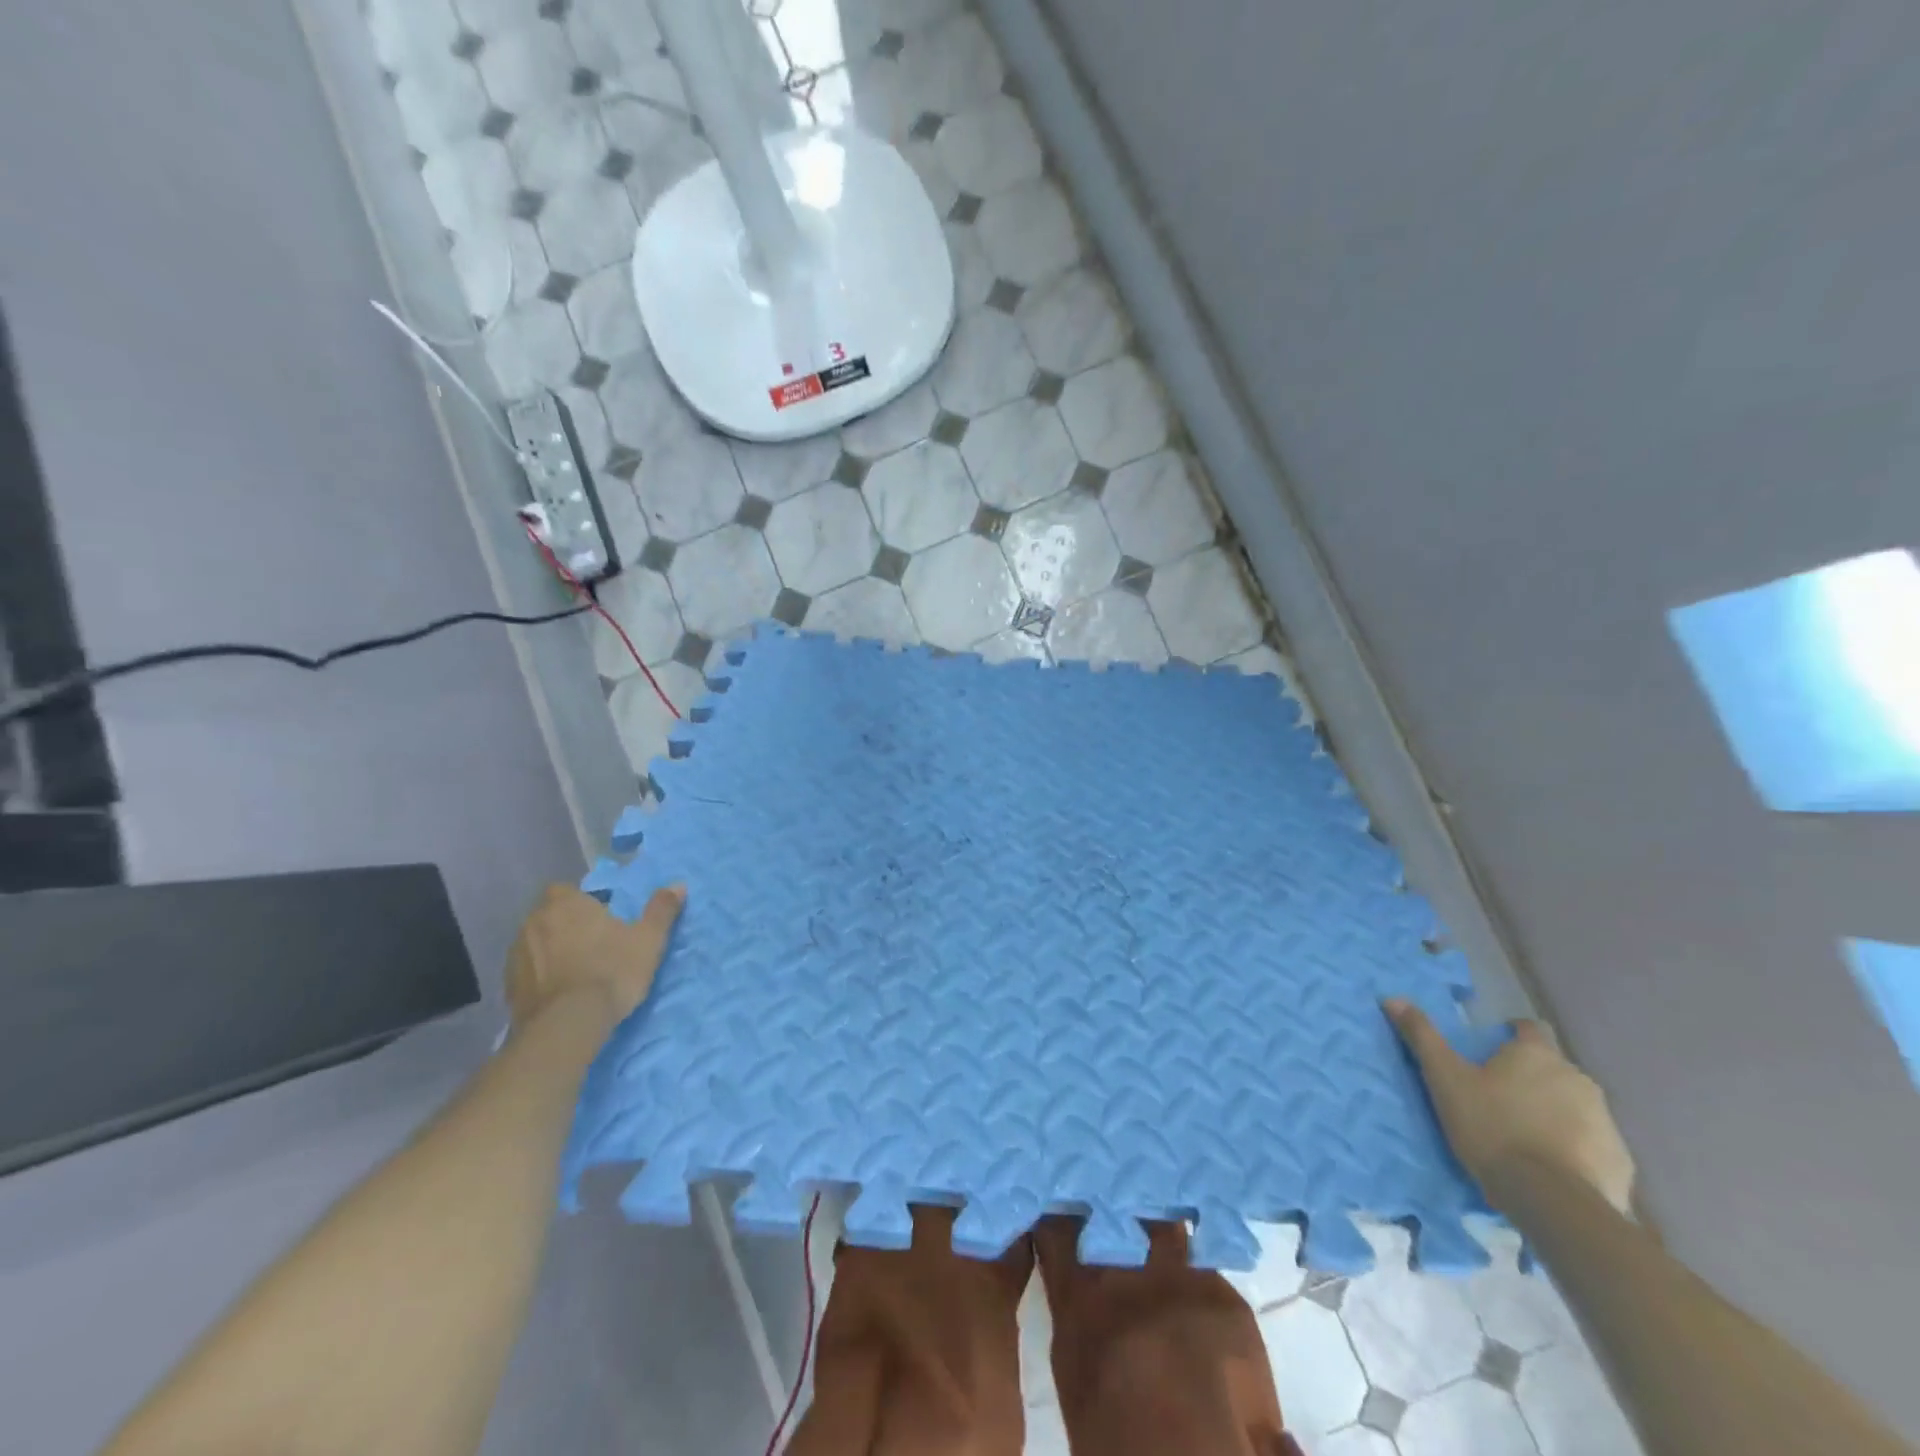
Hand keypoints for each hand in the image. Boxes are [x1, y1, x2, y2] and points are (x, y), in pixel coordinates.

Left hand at [506, 883, 684, 1029]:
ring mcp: (516, 956)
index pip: (564, 890)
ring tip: (575, 972)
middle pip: (548, 916)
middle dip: (564, 926)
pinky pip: (526, 973)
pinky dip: (539, 978)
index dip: (579, 902)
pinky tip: (559, 994)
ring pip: (534, 944)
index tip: (598, 918)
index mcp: (565, 904)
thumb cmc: (611, 971)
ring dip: (550, 952)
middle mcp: (533, 922)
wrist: (567, 1025)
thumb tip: (678, 885)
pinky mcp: (508, 988)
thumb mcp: (648, 940)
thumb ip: (661, 910)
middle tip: (591, 945)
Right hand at [1385, 999, 1634, 1215]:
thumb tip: (1392, 997)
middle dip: (1532, 1079)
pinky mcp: (1620, 1160)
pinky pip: (1593, 1145)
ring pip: (1574, 1106)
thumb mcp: (1444, 1079)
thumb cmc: (1492, 1127)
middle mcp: (1577, 1077)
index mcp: (1536, 1054)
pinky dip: (1575, 1149)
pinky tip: (1552, 1168)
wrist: (1552, 1200)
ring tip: (1525, 1138)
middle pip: (1552, 1069)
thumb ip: (1422, 1036)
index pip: (1529, 1028)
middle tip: (1501, 1101)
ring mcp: (1605, 1120)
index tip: (1494, 1053)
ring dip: (1555, 1113)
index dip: (1512, 1036)